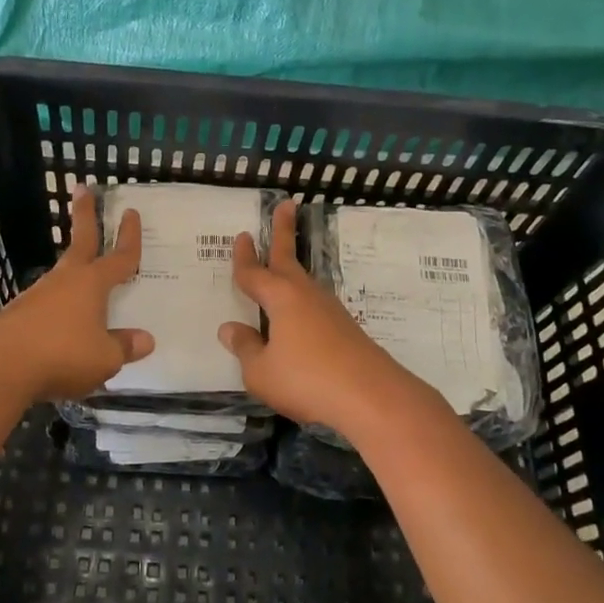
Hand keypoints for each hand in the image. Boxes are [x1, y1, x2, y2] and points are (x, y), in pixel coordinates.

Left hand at [0, 190, 153, 401]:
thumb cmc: (62, 354)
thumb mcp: (104, 358)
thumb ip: (124, 347)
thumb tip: (146, 340)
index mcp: (92, 284)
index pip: (119, 257)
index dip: (129, 237)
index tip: (131, 212)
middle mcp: (66, 281)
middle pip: (80, 241)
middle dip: (84, 214)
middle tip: (82, 188)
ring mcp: (38, 295)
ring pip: (63, 274)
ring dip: (74, 269)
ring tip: (83, 278)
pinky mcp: (19, 313)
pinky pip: (48, 304)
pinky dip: (58, 306)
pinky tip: (61, 326)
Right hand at [217, 198, 430, 432]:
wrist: (373, 397)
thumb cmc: (307, 380)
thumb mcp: (261, 371)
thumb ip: (245, 348)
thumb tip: (230, 328)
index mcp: (281, 298)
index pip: (254, 273)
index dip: (244, 257)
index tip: (242, 235)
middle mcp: (306, 296)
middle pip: (288, 258)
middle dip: (283, 232)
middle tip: (286, 204)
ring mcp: (330, 311)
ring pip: (304, 282)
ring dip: (293, 268)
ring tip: (284, 262)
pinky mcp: (346, 330)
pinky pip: (315, 306)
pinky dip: (303, 300)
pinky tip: (301, 315)